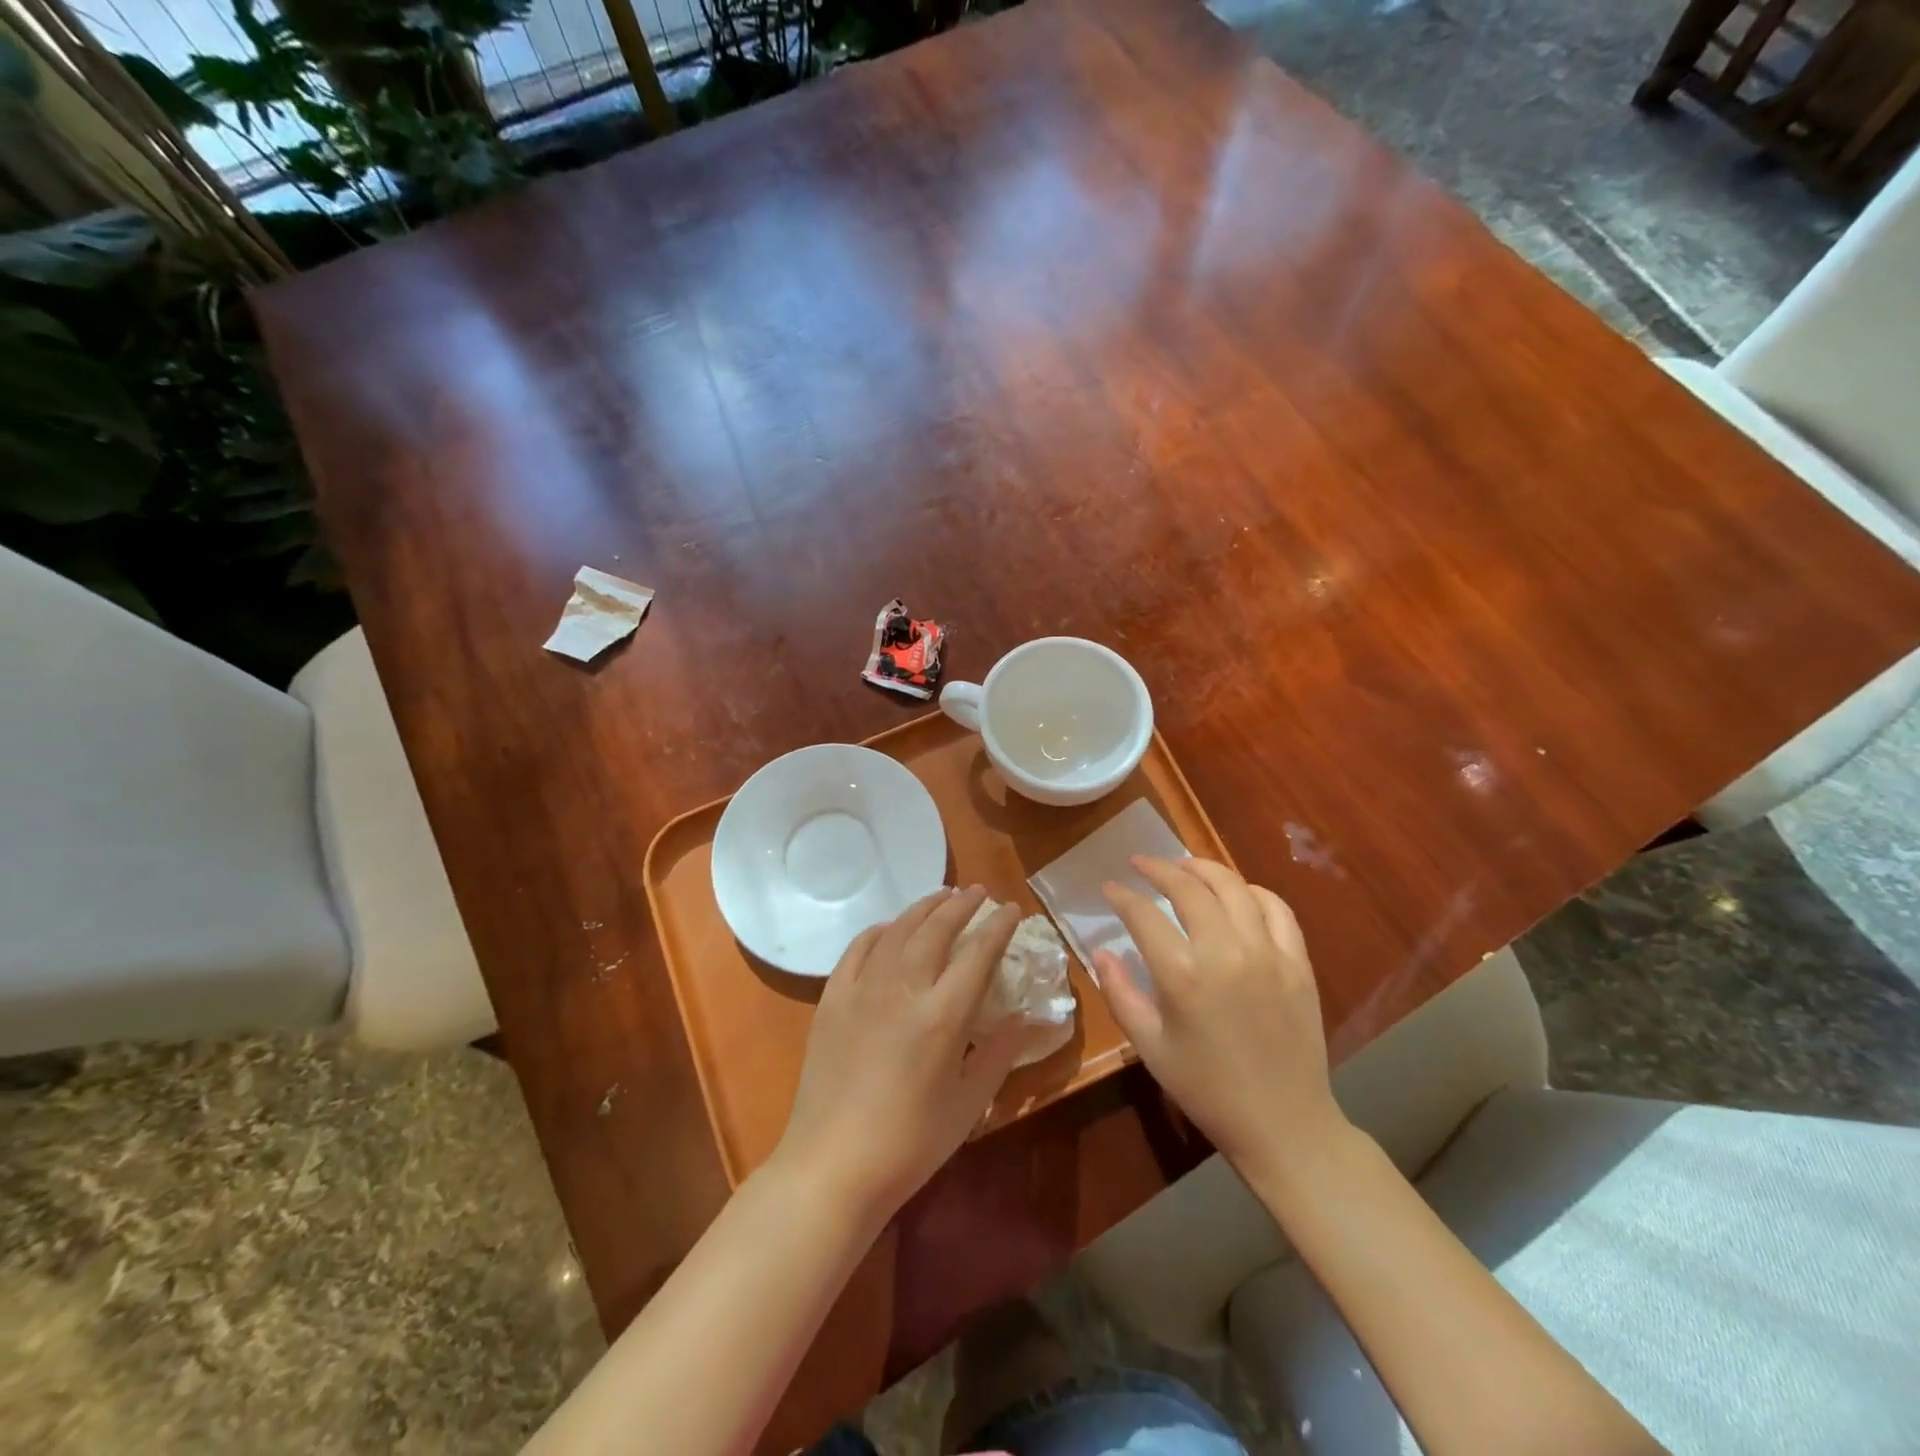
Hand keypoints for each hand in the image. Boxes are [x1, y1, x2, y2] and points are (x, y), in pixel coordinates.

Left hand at [772, 886, 1028, 1222]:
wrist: (832, 1164)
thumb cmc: (910, 1143)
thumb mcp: (969, 1104)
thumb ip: (999, 1053)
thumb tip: (1025, 1017)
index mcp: (943, 1015)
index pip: (979, 952)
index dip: (998, 926)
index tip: (1011, 909)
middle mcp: (903, 988)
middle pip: (937, 928)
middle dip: (962, 905)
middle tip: (979, 891)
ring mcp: (863, 989)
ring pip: (898, 930)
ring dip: (924, 908)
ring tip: (942, 897)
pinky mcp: (833, 999)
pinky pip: (858, 949)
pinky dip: (878, 931)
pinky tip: (889, 929)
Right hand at [1091, 857, 1344, 1182]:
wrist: (1283, 1124)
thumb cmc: (1206, 1088)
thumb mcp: (1150, 1046)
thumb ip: (1120, 993)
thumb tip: (1101, 952)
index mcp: (1182, 974)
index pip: (1143, 914)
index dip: (1122, 896)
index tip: (1110, 888)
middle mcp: (1225, 951)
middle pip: (1188, 888)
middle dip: (1158, 868)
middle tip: (1141, 864)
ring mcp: (1267, 953)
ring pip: (1233, 887)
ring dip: (1203, 868)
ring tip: (1184, 865)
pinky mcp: (1297, 962)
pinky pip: (1277, 909)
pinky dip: (1253, 892)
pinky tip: (1238, 893)